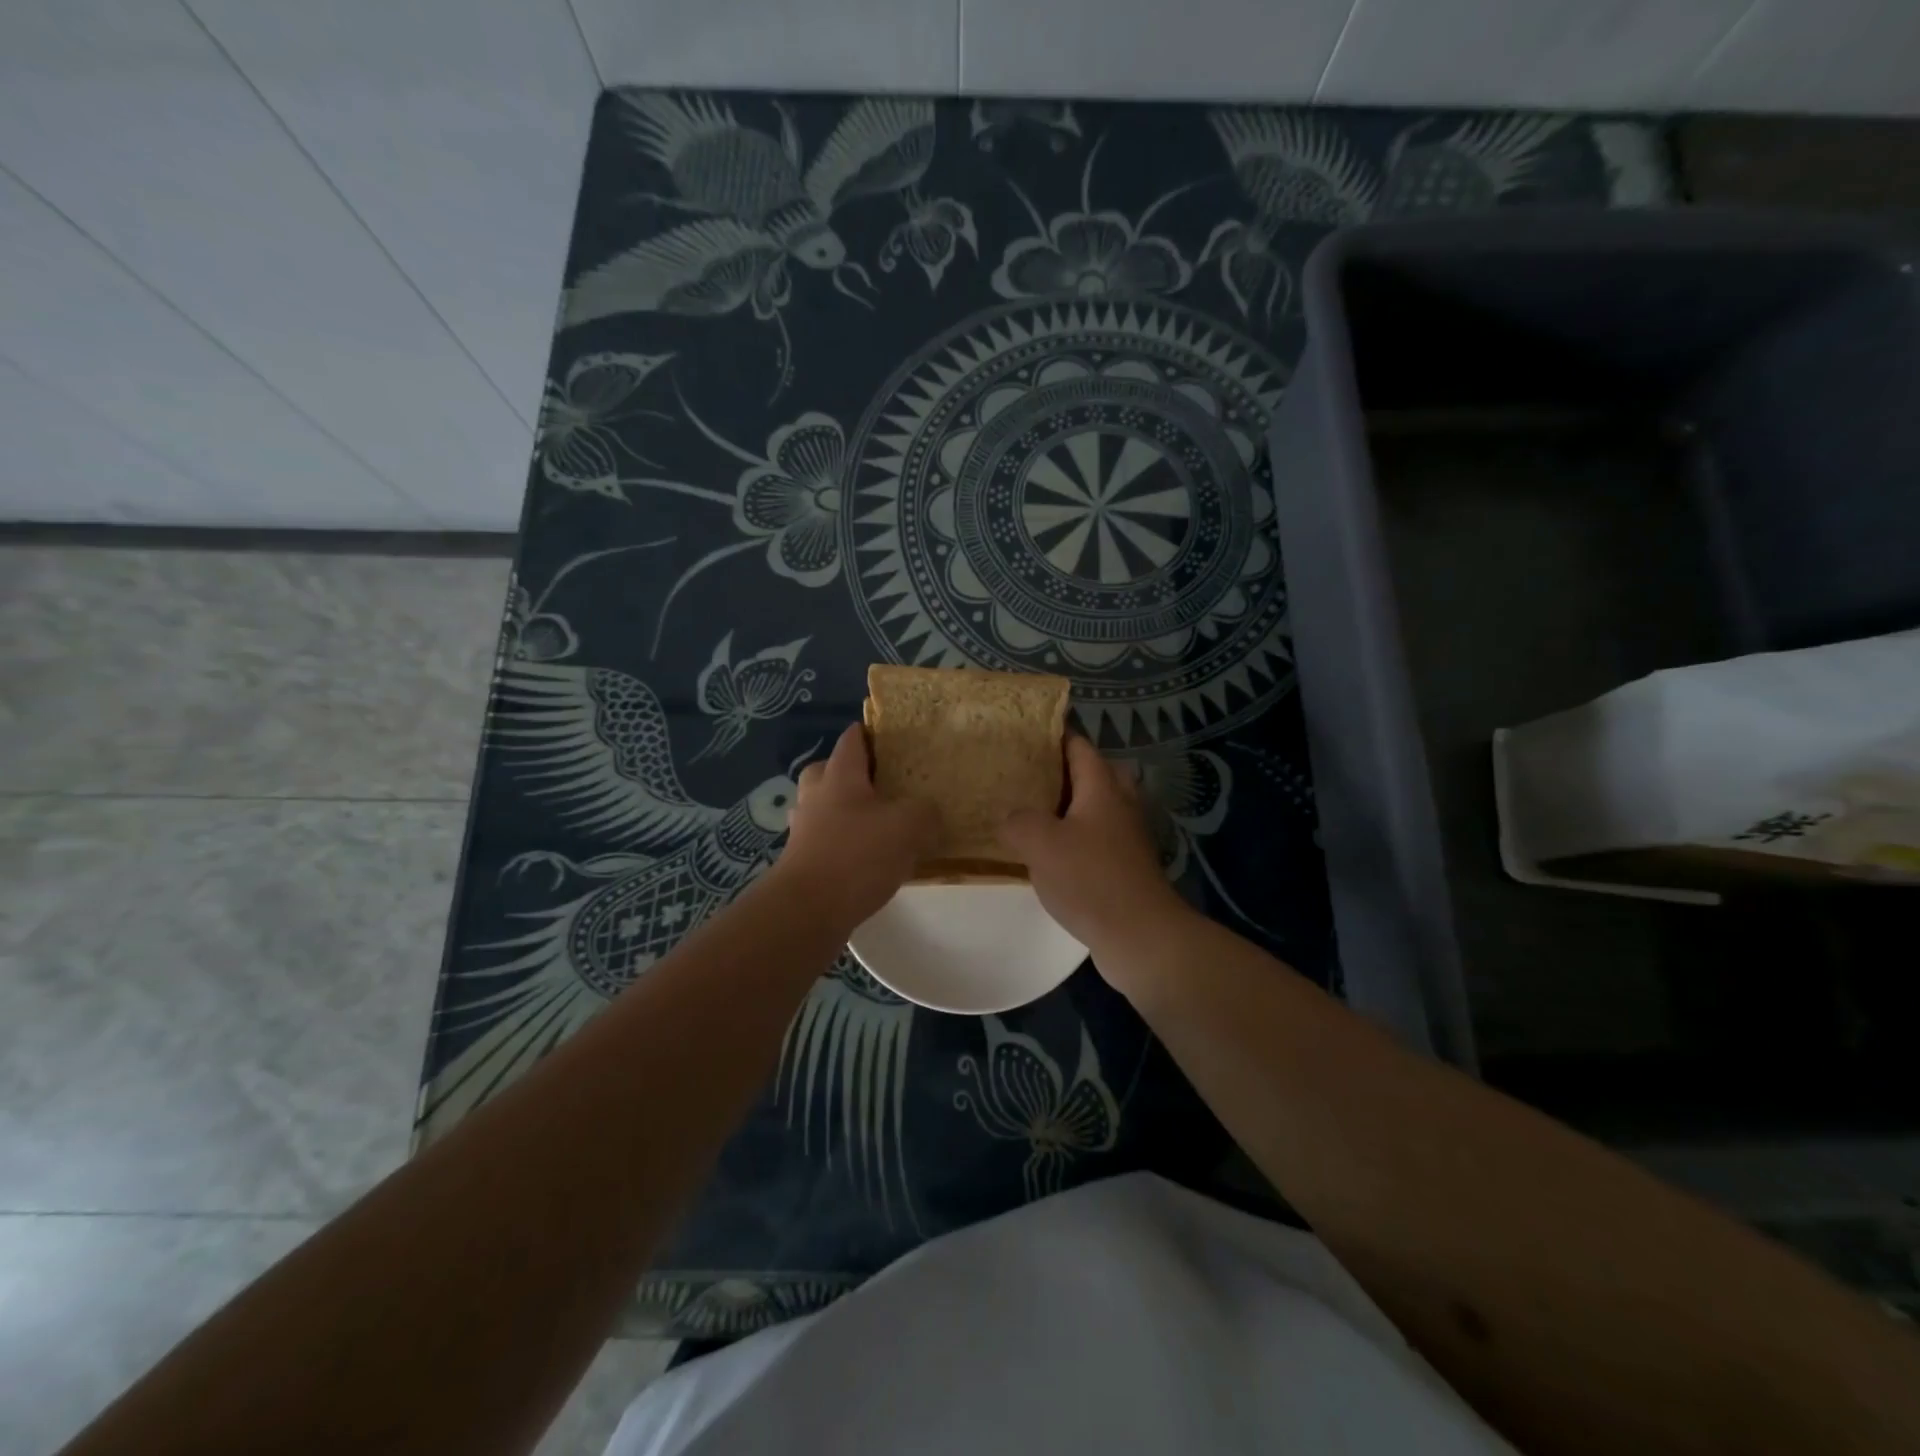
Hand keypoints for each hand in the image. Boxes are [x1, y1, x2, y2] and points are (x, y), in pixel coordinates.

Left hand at [774, 723, 937, 928]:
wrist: (808, 910)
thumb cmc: (857, 855)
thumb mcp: (908, 826)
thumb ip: (925, 812)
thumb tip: (928, 812)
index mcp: (839, 776)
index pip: (852, 739)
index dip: (871, 733)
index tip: (892, 738)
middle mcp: (815, 796)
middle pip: (827, 770)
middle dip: (852, 773)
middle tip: (881, 784)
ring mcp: (803, 829)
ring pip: (823, 807)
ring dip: (844, 811)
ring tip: (876, 824)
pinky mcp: (801, 861)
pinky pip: (824, 840)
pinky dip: (842, 843)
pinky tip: (867, 859)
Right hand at [998, 737, 1194, 977]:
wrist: (1140, 935)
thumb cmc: (1090, 879)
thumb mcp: (1040, 843)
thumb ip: (1018, 821)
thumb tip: (1011, 819)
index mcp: (1103, 787)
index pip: (1079, 746)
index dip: (1053, 736)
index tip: (1023, 735)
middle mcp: (1120, 805)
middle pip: (1093, 773)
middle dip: (1062, 771)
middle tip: (1026, 776)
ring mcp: (1127, 837)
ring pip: (1096, 808)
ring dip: (1068, 808)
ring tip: (1031, 814)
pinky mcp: (1126, 867)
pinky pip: (1097, 839)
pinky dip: (1075, 838)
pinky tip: (1049, 855)